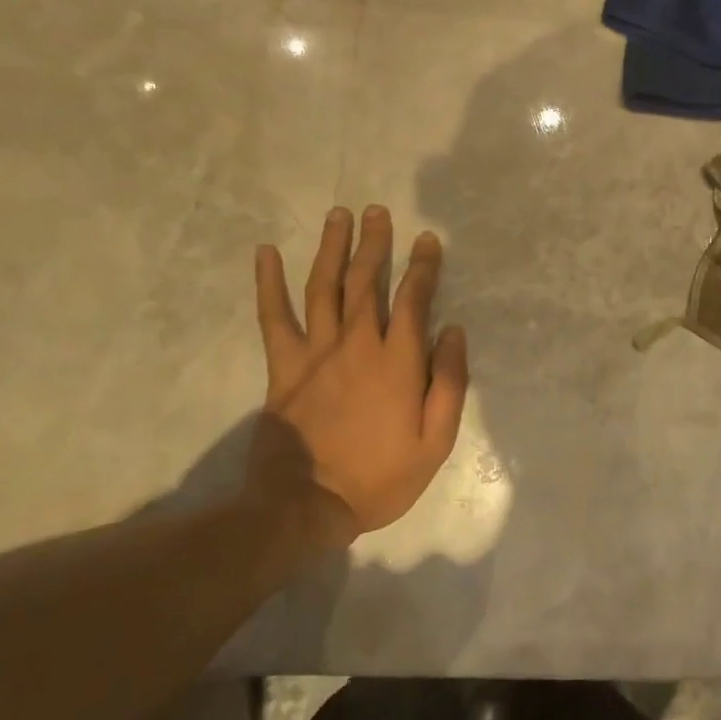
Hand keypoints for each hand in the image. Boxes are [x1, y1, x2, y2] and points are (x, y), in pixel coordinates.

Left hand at [249, 205, 469, 546]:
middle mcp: (357, 344)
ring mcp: (315, 352)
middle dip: (374, 243)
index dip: (422, 265)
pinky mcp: (283, 367)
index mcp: (397, 361)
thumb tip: (454, 331)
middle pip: (365, 281)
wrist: (305, 507)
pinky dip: (268, 283)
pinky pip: (274, 317)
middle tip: (377, 212)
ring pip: (324, 287)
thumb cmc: (380, 476)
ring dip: (332, 248)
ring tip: (338, 216)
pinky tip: (266, 253)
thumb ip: (450, 382)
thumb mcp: (435, 441)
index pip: (413, 298)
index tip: (427, 240)